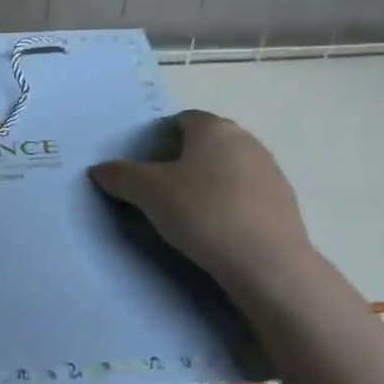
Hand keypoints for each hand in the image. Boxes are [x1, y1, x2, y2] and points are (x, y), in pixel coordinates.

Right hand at [89, 110, 313, 288]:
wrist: (267, 263)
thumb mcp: (149, 193)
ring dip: (207, 185)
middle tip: (159, 193)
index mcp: (214, 128)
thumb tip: (99, 169)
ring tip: (187, 216)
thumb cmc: (203, 213)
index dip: (158, 140)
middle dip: (182, 162)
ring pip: (226, 169)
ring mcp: (270, 170)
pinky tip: (216, 231)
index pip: (181, 120)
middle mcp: (246, 140)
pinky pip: (245, 195)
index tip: (145, 170)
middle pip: (205, 144)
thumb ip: (121, 175)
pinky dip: (228, 205)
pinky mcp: (283, 202)